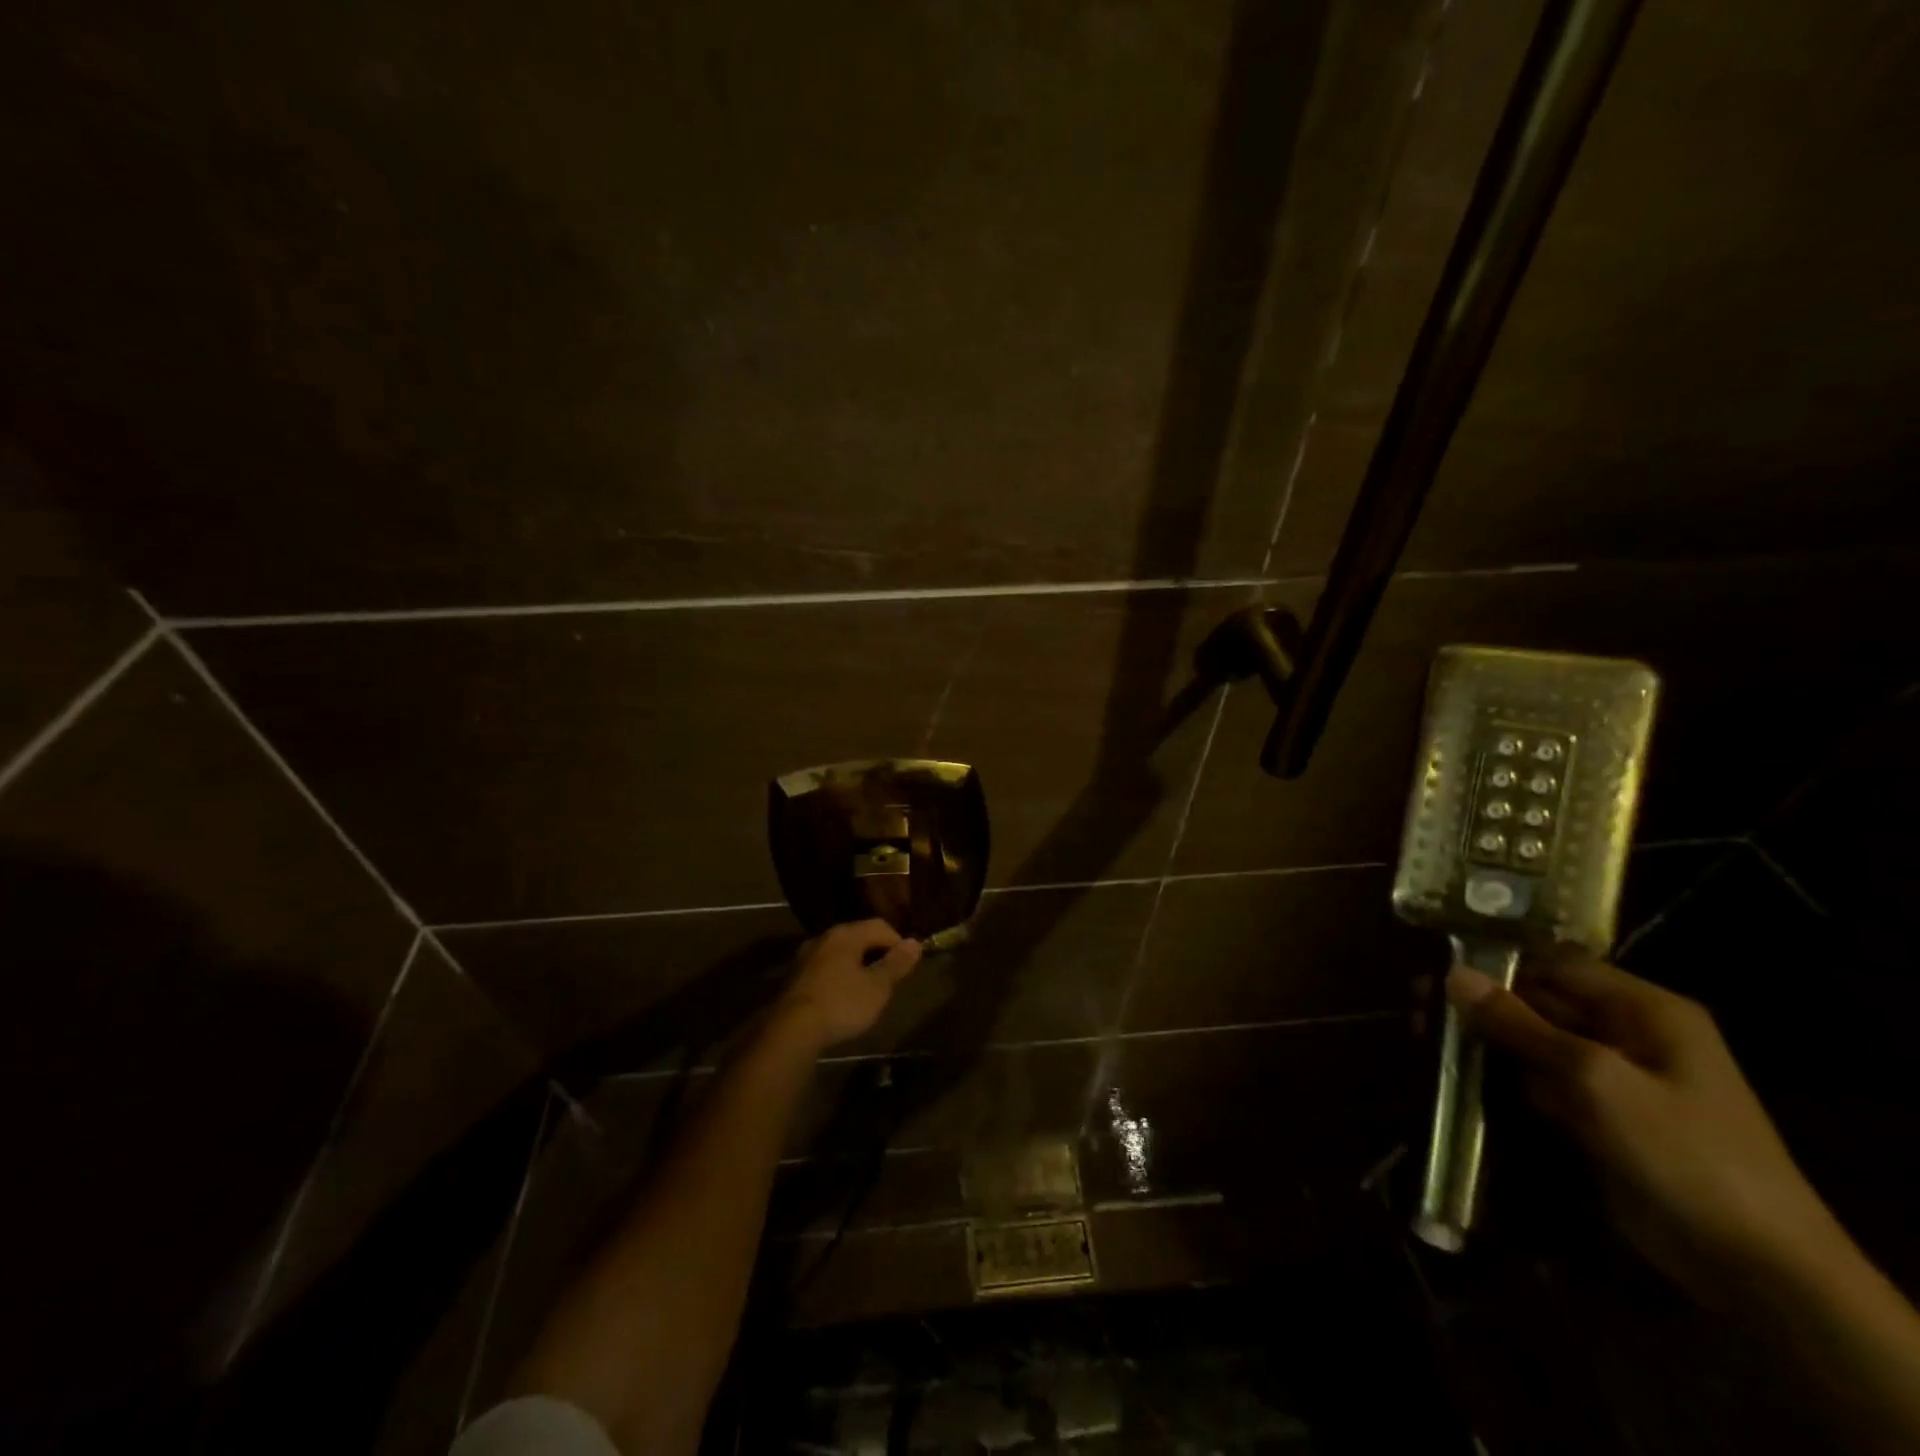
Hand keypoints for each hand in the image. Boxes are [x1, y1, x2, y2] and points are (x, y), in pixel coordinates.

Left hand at [772, 919, 921, 1051]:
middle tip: (890, 978)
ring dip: (857, 966)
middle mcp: (824, 938)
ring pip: (840, 954)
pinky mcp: (795, 978)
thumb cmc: (841, 1004)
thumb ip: (896, 964)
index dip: (898, 942)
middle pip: (858, 937)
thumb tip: (915, 942)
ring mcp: (806, 957)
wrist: (790, 1030)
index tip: (907, 966)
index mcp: (846, 934)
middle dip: (877, 954)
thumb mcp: (877, 987)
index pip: (880, 926)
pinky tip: (843, 998)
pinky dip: (839, 977)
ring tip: (868, 989)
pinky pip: (826, 969)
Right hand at [1448, 953, 1841, 1306]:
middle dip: (1483, 1003)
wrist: (1758, 1270)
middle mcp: (1629, 1035)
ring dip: (1486, 1041)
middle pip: (1542, 1003)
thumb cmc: (1683, 1151)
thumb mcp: (1595, 1079)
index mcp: (1645, 1010)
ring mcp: (1615, 1080)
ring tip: (1425, 1035)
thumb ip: (1520, 1024)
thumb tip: (1454, 975)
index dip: (1499, 960)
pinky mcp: (1600, 1118)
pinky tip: (1457, 1074)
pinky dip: (1504, 1078)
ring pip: (1535, 1044)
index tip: (1437, 963)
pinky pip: (1542, 1083)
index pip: (1557, 964)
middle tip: (1418, 1003)